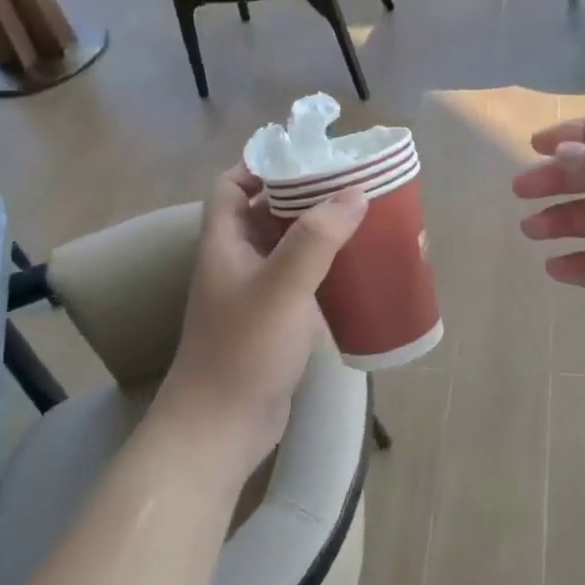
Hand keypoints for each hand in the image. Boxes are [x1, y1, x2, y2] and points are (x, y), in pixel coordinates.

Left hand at [161, 166, 366, 468]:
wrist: (221, 428)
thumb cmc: (243, 350)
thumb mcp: (281, 287)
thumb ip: (316, 239)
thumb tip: (355, 193)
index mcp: (225, 242)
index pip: (231, 186)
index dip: (260, 165)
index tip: (306, 156)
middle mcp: (238, 262)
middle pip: (267, 213)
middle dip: (305, 196)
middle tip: (350, 185)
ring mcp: (256, 295)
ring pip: (289, 248)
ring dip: (320, 233)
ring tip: (363, 220)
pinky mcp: (276, 323)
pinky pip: (303, 281)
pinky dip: (327, 270)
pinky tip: (359, 271)